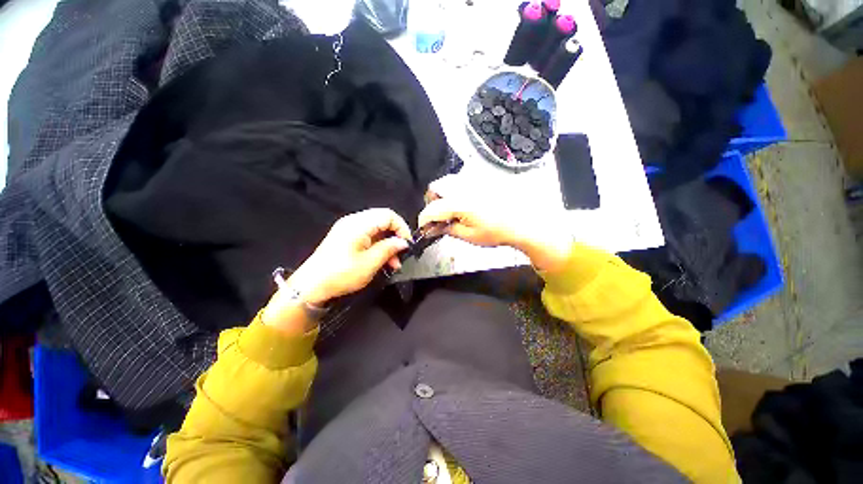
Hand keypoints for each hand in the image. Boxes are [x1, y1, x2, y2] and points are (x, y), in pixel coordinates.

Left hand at [262, 209, 411, 333]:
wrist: (311, 287)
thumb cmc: (341, 274)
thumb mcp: (369, 263)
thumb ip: (389, 249)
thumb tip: (404, 242)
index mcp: (358, 224)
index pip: (388, 215)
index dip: (401, 227)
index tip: (407, 244)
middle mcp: (353, 221)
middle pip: (382, 220)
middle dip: (395, 237)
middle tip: (401, 256)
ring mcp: (348, 229)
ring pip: (376, 229)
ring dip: (387, 244)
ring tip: (393, 264)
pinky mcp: (345, 237)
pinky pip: (368, 236)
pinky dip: (378, 246)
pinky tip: (382, 261)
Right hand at [418, 191, 571, 271]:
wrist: (520, 222)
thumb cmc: (495, 232)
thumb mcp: (468, 236)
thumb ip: (447, 229)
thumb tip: (431, 229)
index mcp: (458, 203)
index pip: (431, 208)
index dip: (423, 220)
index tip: (424, 229)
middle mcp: (462, 187)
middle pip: (435, 188)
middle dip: (431, 203)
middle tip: (438, 218)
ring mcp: (471, 181)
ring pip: (446, 182)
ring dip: (442, 195)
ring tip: (450, 211)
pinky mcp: (479, 180)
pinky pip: (459, 180)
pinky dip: (453, 190)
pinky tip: (462, 203)